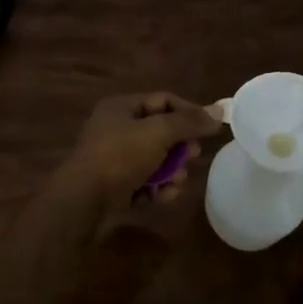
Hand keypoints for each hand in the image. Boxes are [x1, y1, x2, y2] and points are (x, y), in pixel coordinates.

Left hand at [54, 91, 223, 211]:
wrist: (83, 202)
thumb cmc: (120, 156)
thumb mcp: (159, 132)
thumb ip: (190, 122)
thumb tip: (219, 112)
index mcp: (121, 107)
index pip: (163, 100)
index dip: (189, 110)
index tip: (211, 127)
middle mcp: (116, 129)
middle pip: (160, 131)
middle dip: (180, 144)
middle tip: (193, 155)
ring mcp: (113, 160)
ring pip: (154, 159)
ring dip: (171, 169)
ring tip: (179, 180)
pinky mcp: (114, 187)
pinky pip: (144, 182)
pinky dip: (157, 188)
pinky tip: (165, 196)